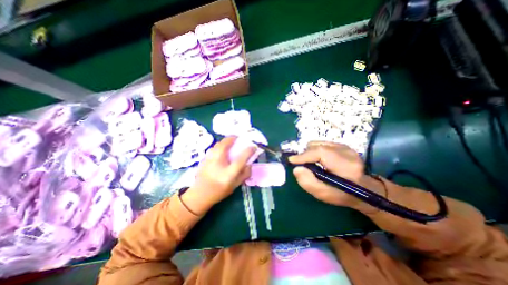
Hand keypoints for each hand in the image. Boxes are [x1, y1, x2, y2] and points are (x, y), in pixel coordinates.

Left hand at [180, 137, 255, 214]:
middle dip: (233, 138)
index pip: (241, 159)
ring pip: (218, 144)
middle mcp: (218, 164)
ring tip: (230, 142)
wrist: (199, 195)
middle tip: (238, 138)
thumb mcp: (235, 186)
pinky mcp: (204, 159)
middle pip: (225, 145)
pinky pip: (213, 148)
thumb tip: (250, 164)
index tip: (254, 147)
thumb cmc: (219, 191)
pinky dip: (219, 145)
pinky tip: (221, 149)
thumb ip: (244, 174)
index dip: (249, 151)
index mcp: (228, 173)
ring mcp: (209, 160)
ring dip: (225, 141)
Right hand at [287, 141, 382, 209]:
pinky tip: (319, 160)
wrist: (365, 188)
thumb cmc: (344, 195)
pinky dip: (315, 151)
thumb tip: (296, 169)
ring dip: (310, 153)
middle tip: (302, 165)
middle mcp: (347, 151)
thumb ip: (309, 183)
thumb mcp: (325, 195)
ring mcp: (345, 146)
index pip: (320, 153)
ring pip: (318, 144)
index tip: (291, 160)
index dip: (303, 155)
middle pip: (317, 147)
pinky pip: (321, 144)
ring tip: (312, 164)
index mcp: (346, 165)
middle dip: (305, 155)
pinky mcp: (342, 144)